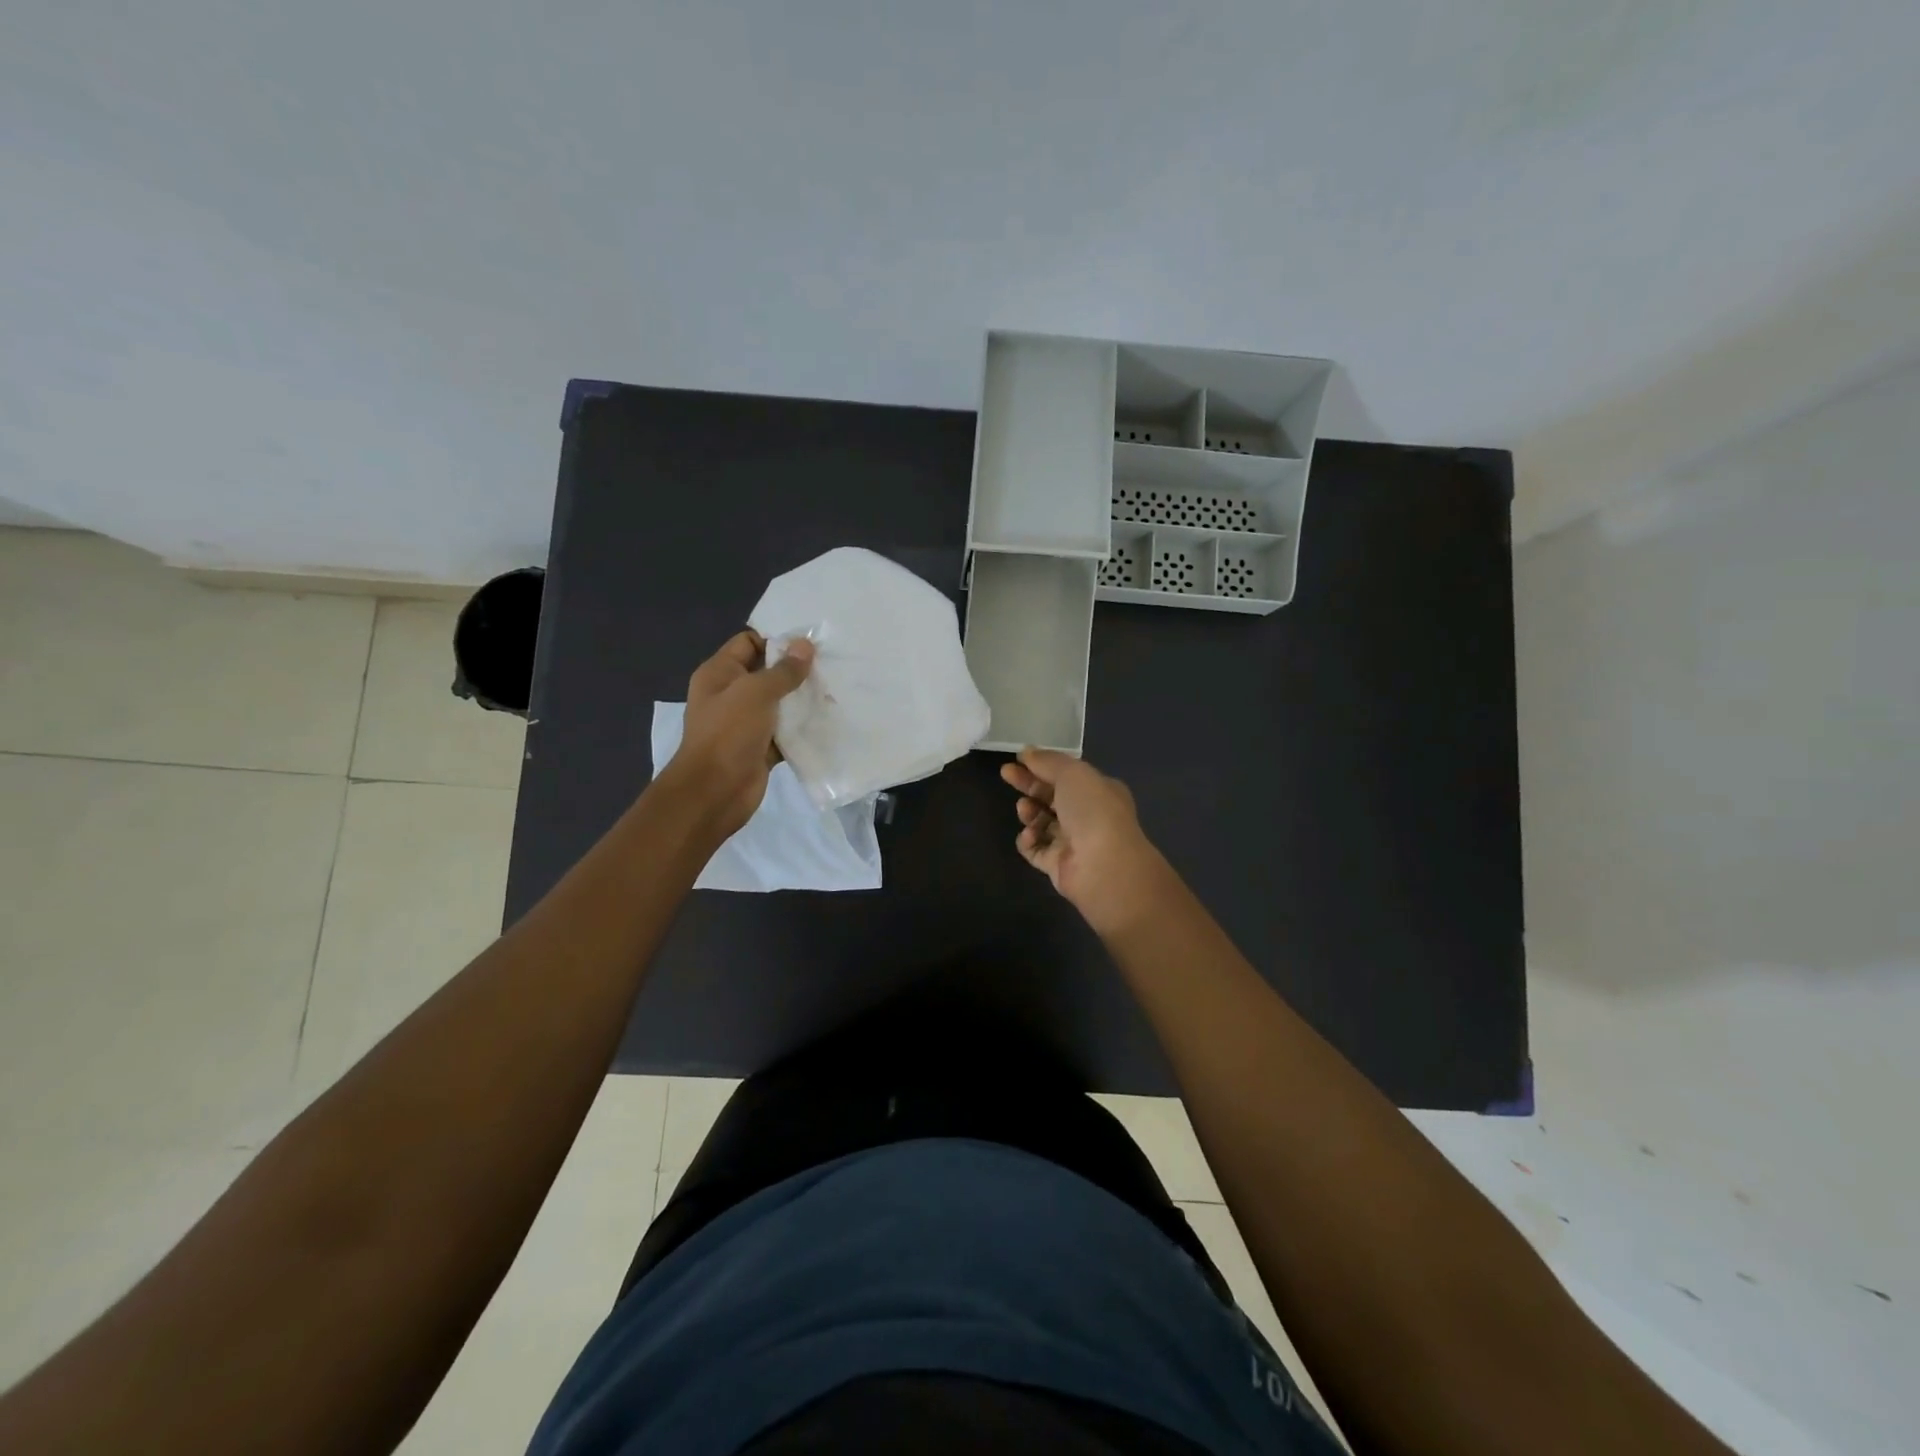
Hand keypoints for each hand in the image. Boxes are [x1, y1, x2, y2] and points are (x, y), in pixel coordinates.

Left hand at [665, 630, 813, 835]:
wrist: (714, 791)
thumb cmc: (728, 733)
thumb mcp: (755, 692)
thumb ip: (783, 670)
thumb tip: (805, 645)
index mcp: (720, 673)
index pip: (748, 643)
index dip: (776, 639)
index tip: (810, 643)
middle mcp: (731, 694)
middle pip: (767, 672)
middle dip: (796, 669)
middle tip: (830, 664)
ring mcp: (746, 723)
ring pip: (779, 703)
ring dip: (803, 699)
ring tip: (835, 689)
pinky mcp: (761, 747)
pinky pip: (785, 731)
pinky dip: (803, 727)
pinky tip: (829, 720)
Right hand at [1000, 748, 1173, 936]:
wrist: (1103, 866)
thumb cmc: (1092, 811)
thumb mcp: (1072, 773)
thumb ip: (1048, 761)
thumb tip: (1027, 752)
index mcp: (1098, 791)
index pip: (1066, 775)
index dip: (1041, 765)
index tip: (1016, 759)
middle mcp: (1088, 815)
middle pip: (1051, 796)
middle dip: (1029, 785)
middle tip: (1006, 774)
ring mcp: (1073, 842)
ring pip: (1042, 822)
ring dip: (1029, 812)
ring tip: (1025, 809)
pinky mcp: (1058, 865)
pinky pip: (1036, 849)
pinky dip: (1029, 841)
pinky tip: (1030, 836)